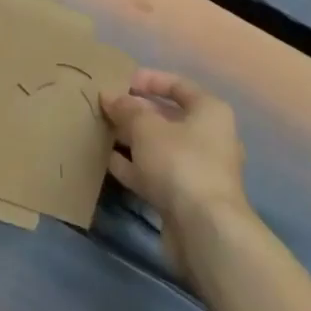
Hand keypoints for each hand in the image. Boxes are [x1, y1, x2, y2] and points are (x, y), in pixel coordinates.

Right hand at [103, 70, 249, 277]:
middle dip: (136, 112)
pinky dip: (134, 166)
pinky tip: (108, 161)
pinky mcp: (184, 197)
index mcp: (209, 112)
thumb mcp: (146, 127)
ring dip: (132, 140)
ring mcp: (197, 170)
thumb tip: (110, 96)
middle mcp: (209, 137)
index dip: (149, 80)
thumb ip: (126, 108)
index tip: (120, 81)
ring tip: (101, 131)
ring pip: (159, 147)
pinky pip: (155, 173)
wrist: (204, 230)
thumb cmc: (180, 162)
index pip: (178, 85)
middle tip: (105, 107)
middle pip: (168, 117)